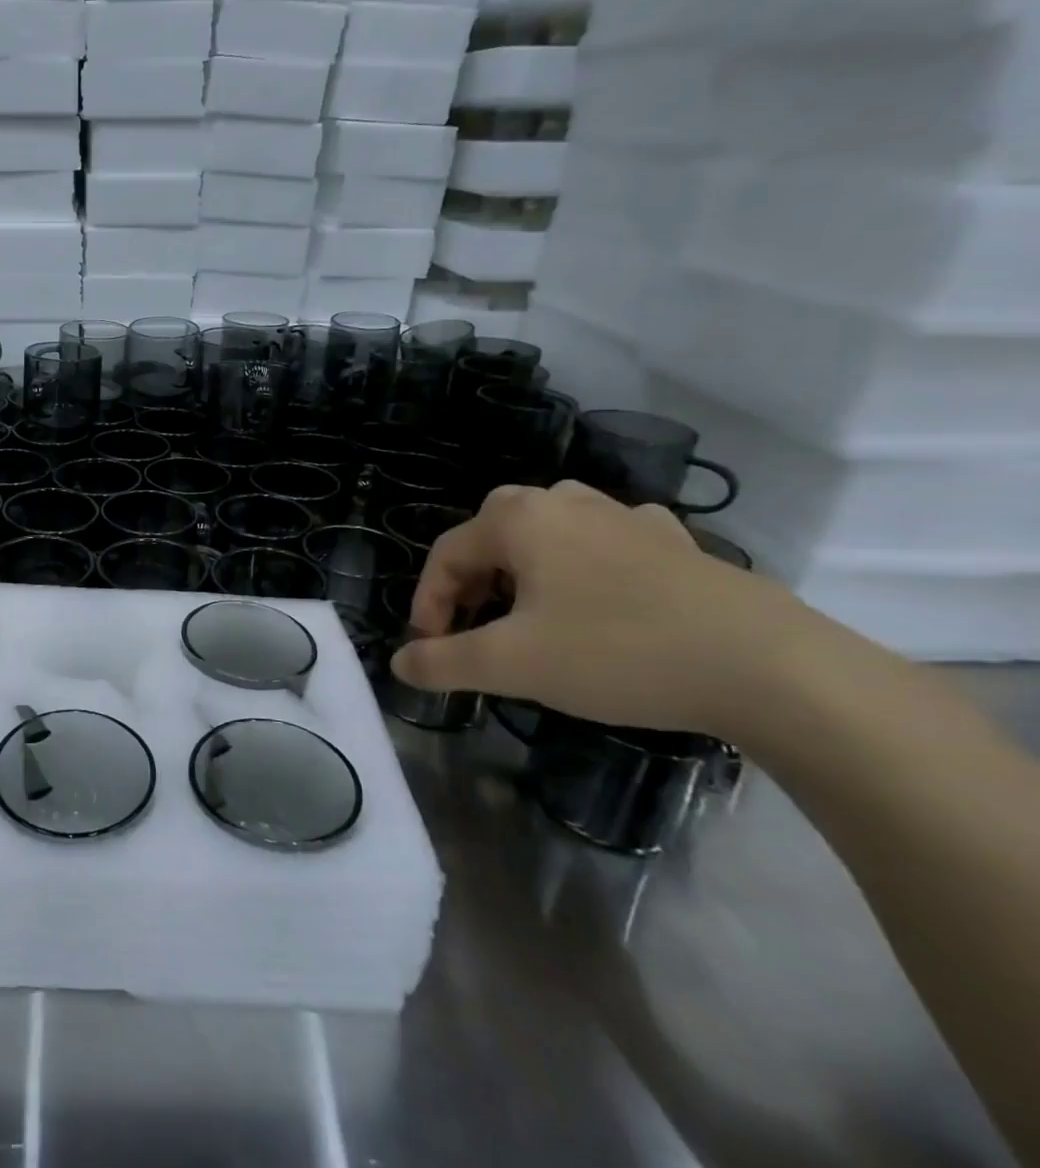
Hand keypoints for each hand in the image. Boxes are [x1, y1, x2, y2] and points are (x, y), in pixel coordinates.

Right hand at [391, 481, 815, 737]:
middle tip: (474, 628)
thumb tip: (399, 664)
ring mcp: (625, 516)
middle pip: (492, 535)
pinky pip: (605, 543)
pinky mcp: (674, 542)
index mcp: (519, 519)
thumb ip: (443, 662)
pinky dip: (584, 567)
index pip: (445, 554)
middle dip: (471, 582)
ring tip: (529, 615)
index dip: (427, 603)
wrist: (767, 666)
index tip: (431, 650)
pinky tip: (599, 598)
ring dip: (523, 571)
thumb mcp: (512, 664)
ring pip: (548, 534)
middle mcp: (565, 502)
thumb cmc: (616, 650)